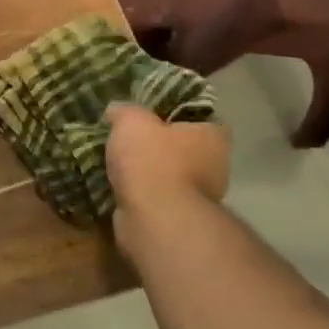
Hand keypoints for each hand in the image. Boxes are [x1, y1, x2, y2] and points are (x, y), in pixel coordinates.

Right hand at [105, 102, 230, 257]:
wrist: (154, 219)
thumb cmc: (152, 160)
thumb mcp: (131, 120)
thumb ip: (125, 110)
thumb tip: (116, 110)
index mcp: (212, 137)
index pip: (199, 116)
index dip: (175, 111)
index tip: (150, 111)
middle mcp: (214, 166)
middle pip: (182, 146)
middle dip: (157, 143)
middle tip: (127, 135)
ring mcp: (198, 197)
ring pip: (167, 174)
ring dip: (146, 171)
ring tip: (114, 160)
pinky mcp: (178, 219)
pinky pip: (155, 197)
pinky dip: (138, 193)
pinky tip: (115, 184)